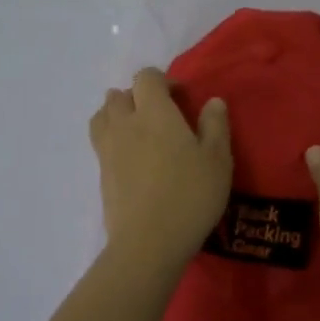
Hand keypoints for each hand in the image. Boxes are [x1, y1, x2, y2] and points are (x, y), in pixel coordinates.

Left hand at [90, 67, 232, 268]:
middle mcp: (125, 124)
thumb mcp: (218, 160)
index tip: (182, 99)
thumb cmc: (190, 195)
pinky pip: (101, 143)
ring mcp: (108, 150)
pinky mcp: (101, 174)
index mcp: (154, 113)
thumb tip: (212, 101)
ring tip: (139, 132)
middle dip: (137, 97)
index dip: (163, 81)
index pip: (147, 77)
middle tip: (160, 116)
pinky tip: (132, 159)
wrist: (148, 243)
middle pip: (119, 95)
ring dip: (118, 115)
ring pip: (102, 116)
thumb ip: (215, 125)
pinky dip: (113, 140)